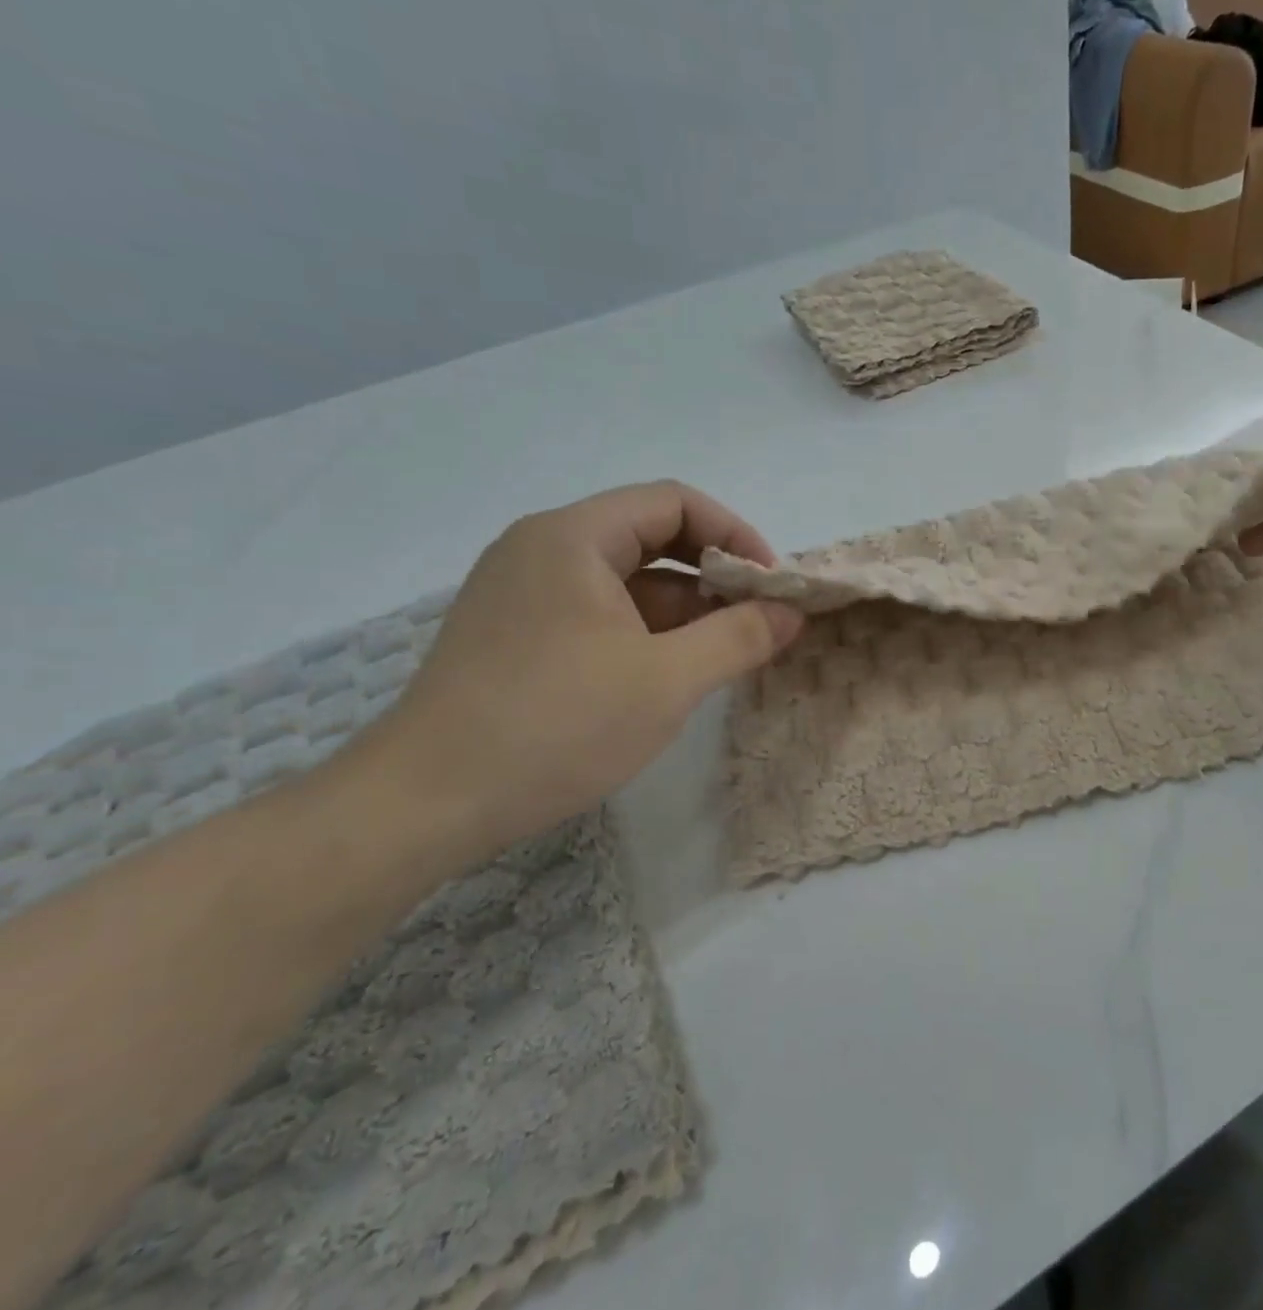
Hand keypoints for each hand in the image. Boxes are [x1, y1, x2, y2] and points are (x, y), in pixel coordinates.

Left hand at [355, 482, 801, 859]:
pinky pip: (598, 612)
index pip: (674, 503)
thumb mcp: (668, 680)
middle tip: (756, 619)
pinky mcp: (515, 635)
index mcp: (573, 537)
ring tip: (723, 653)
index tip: (771, 584)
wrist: (423, 806)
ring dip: (683, 608)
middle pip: (650, 536)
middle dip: (713, 574)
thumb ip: (741, 637)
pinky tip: (670, 672)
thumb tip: (792, 612)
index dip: (734, 534)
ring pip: (625, 579)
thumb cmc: (555, 725)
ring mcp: (523, 593)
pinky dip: (644, 631)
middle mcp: (542, 549)